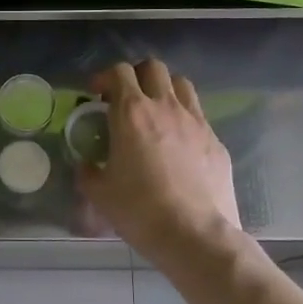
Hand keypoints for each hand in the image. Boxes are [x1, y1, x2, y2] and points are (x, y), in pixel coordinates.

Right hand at [79, 59, 246, 266]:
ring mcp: (196, 122)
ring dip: (164, 91)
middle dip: (137, 76)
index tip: (96, 94)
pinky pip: (198, 117)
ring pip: (181, 85)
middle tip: (126, 99)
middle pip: (153, 68)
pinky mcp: (216, 141)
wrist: (194, 235)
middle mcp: (166, 108)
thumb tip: (86, 165)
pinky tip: (178, 146)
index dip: (104, 77)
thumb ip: (88, 171)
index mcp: (132, 114)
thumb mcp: (99, 193)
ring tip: (155, 114)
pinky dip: (184, 120)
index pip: (119, 72)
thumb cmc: (139, 210)